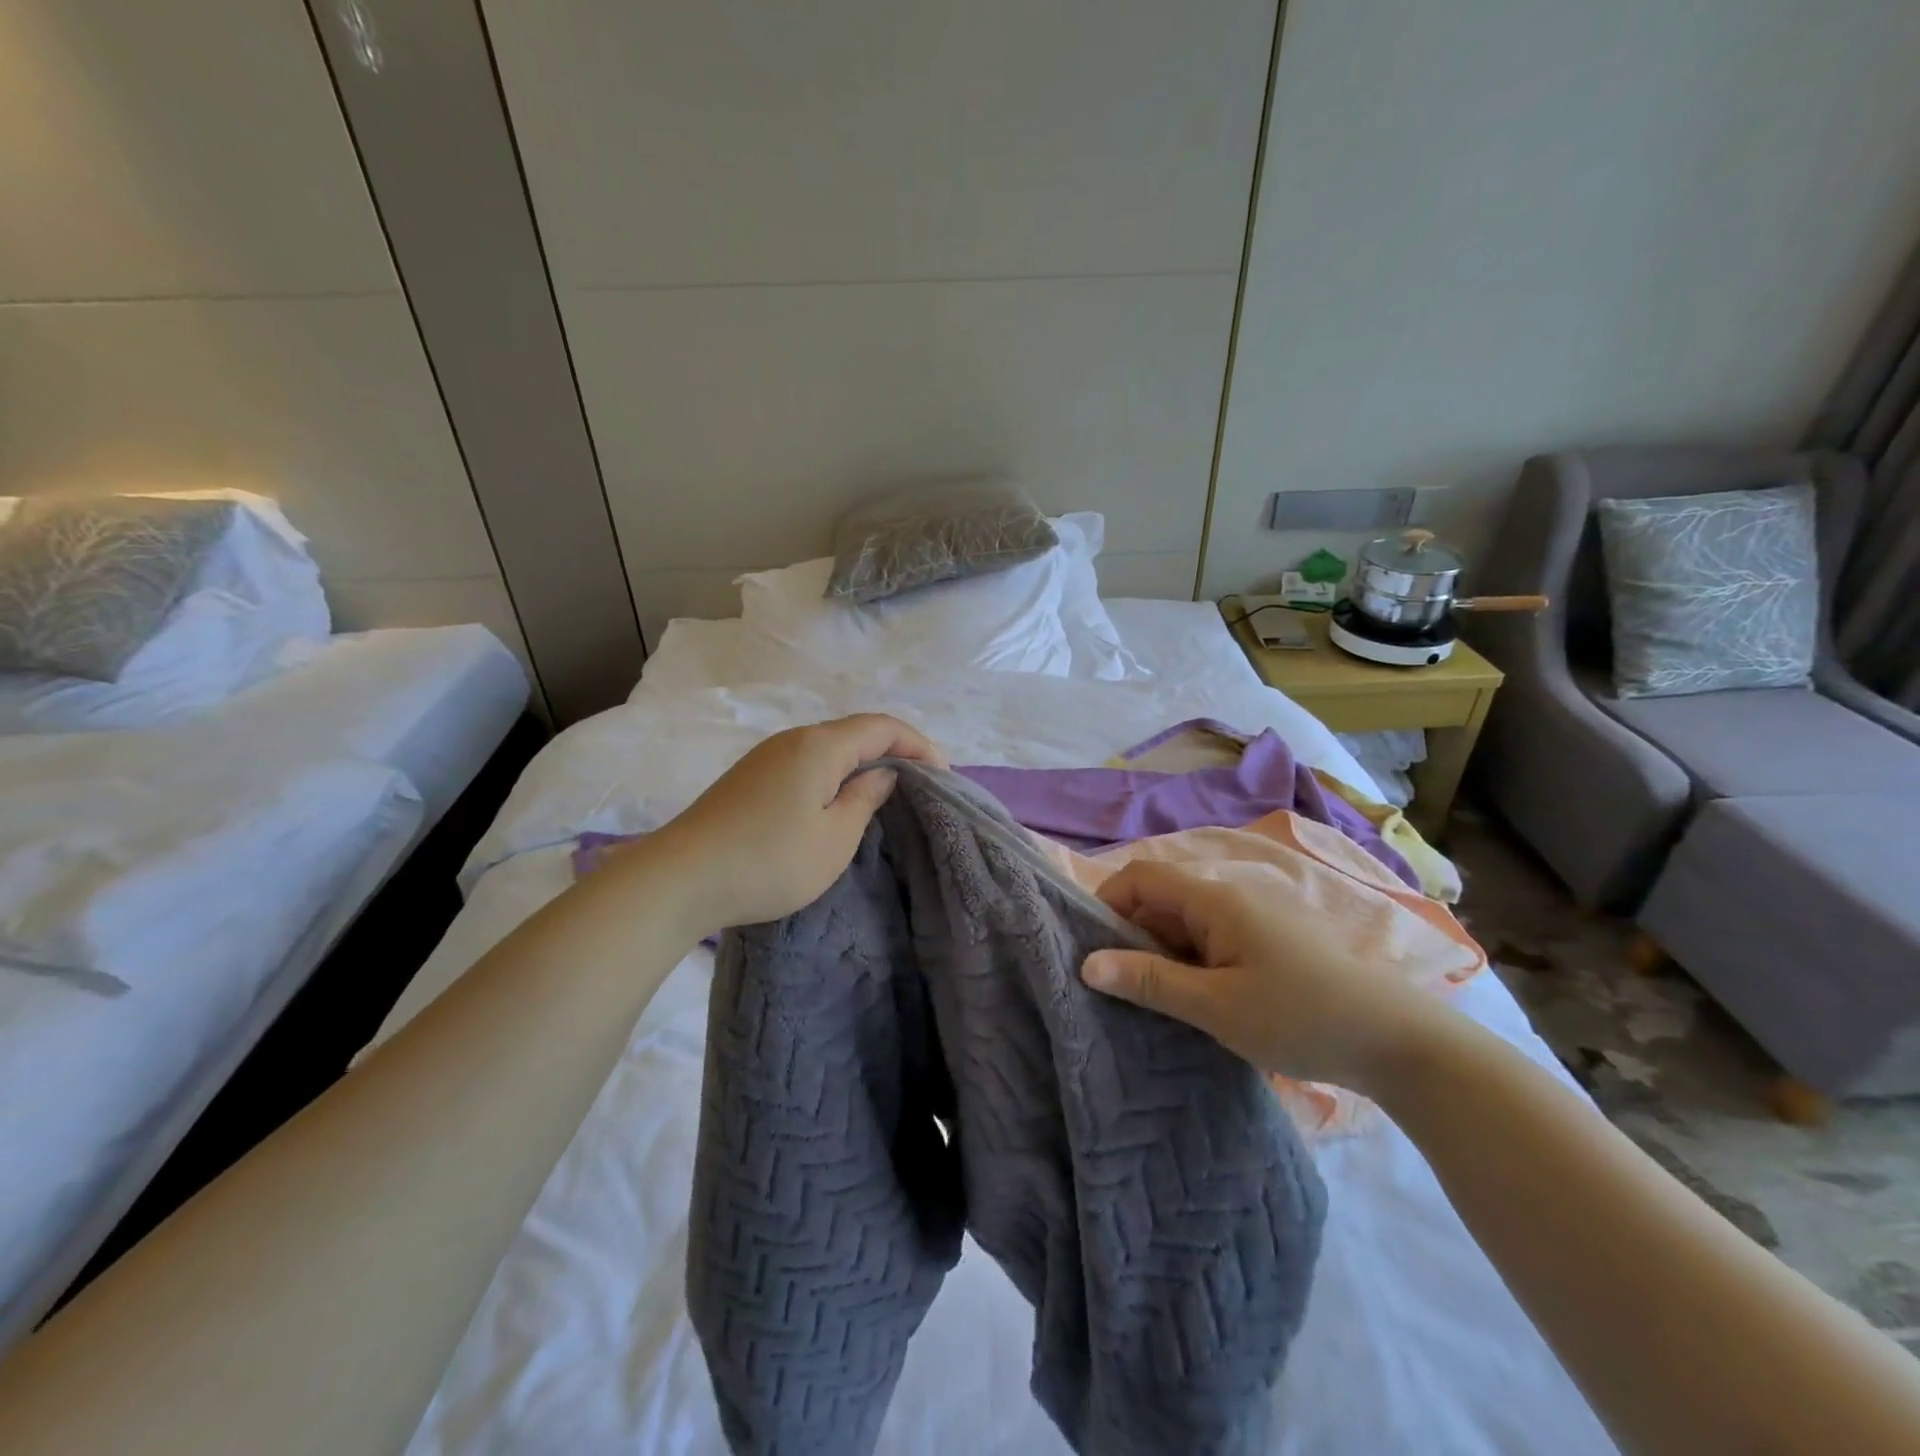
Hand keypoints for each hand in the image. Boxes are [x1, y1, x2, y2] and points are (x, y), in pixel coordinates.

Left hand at [642, 713, 943, 936]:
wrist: (681, 879)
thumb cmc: (770, 861)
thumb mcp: (834, 838)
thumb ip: (865, 798)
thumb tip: (882, 774)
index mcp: (820, 746)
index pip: (882, 727)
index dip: (918, 744)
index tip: (942, 775)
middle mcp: (794, 739)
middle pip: (855, 731)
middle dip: (893, 751)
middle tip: (919, 784)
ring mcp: (767, 756)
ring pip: (829, 747)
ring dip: (862, 762)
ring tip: (884, 793)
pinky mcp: (750, 777)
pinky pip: (806, 762)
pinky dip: (834, 773)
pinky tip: (836, 801)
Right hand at [1081, 860, 1455, 1092]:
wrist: (1399, 1042)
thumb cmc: (1301, 1017)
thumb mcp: (1216, 1006)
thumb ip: (1150, 982)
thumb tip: (1087, 964)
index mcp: (1215, 899)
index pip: (1141, 876)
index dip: (1106, 902)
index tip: (1089, 950)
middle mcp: (1231, 897)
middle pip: (1162, 899)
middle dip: (1130, 936)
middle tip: (1114, 987)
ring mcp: (1254, 920)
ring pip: (1186, 924)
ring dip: (1161, 954)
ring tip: (1147, 1001)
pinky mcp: (1270, 944)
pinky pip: (1212, 941)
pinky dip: (1190, 964)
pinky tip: (1191, 1003)